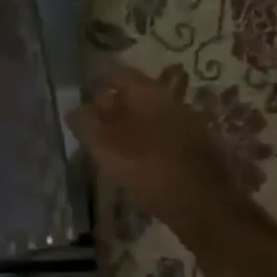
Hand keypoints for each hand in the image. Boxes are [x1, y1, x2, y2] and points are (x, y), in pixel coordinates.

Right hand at [67, 63, 241, 228]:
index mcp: (148, 93)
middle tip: (90, 119)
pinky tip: (134, 158)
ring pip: (149, 115)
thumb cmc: (148, 167)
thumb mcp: (105, 145)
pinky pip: (161, 134)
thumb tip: (74, 109)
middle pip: (135, 93)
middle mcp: (170, 100)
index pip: (117, 73)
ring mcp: (186, 123)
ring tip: (108, 142)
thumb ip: (86, 122)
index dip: (96, 79)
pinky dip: (144, 140)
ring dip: (128, 124)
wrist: (202, 203)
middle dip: (112, 103)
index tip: (80, 91)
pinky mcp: (195, 148)